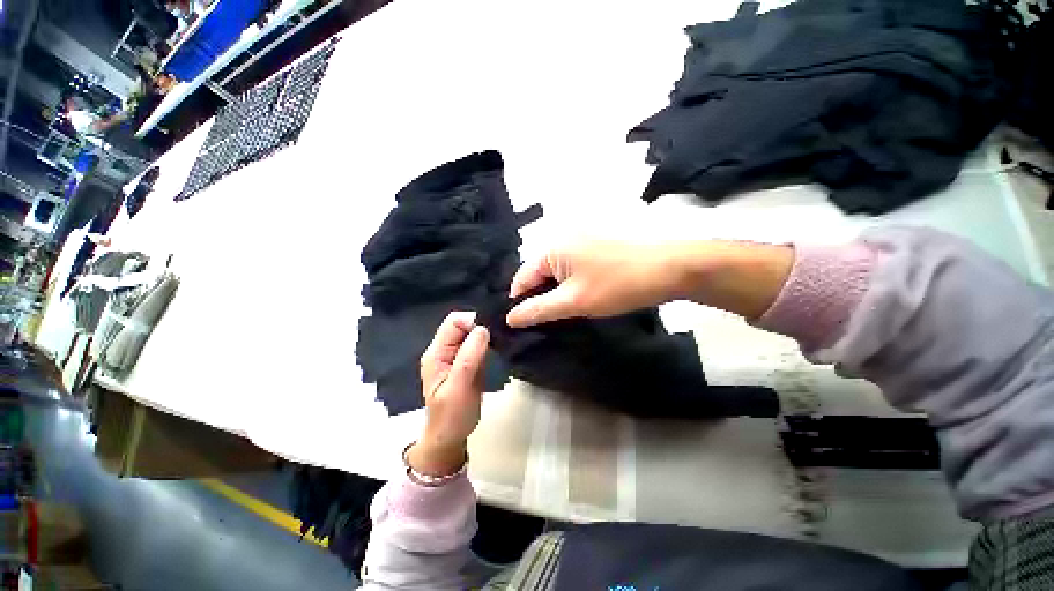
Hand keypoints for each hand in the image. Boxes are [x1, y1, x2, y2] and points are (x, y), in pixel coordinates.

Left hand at [408, 312, 489, 476]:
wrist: (450, 437)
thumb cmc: (451, 416)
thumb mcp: (459, 388)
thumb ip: (469, 358)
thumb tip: (482, 329)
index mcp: (436, 353)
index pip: (453, 322)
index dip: (472, 322)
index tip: (490, 333)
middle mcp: (444, 350)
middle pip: (462, 325)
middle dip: (480, 327)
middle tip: (497, 339)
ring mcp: (455, 355)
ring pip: (471, 333)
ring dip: (485, 335)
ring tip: (499, 344)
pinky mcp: (466, 361)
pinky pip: (477, 344)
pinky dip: (487, 344)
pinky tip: (496, 350)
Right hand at [506, 241, 794, 327]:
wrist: (668, 269)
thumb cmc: (617, 285)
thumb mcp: (573, 302)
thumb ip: (538, 309)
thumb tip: (510, 317)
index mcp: (552, 248)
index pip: (522, 277)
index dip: (520, 302)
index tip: (522, 325)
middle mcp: (562, 240)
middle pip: (539, 275)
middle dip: (540, 298)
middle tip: (545, 323)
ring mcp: (580, 242)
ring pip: (557, 274)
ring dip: (556, 294)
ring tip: (562, 315)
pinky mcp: (595, 249)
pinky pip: (572, 270)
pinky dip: (570, 286)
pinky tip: (578, 301)